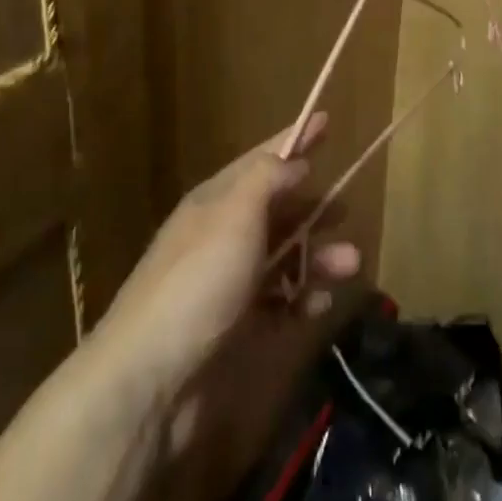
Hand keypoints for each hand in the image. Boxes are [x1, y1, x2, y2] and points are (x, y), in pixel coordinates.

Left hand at [95, 112, 360, 409]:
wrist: (151, 380)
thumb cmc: (197, 281)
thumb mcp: (234, 215)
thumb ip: (267, 180)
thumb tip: (294, 161)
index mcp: (216, 202)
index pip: (262, 161)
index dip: (294, 140)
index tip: (326, 120)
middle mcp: (222, 238)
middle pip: (276, 210)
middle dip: (312, 206)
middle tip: (346, 206)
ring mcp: (229, 286)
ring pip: (284, 258)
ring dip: (317, 256)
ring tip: (351, 262)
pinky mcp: (238, 331)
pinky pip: (281, 305)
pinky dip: (303, 299)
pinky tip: (321, 302)